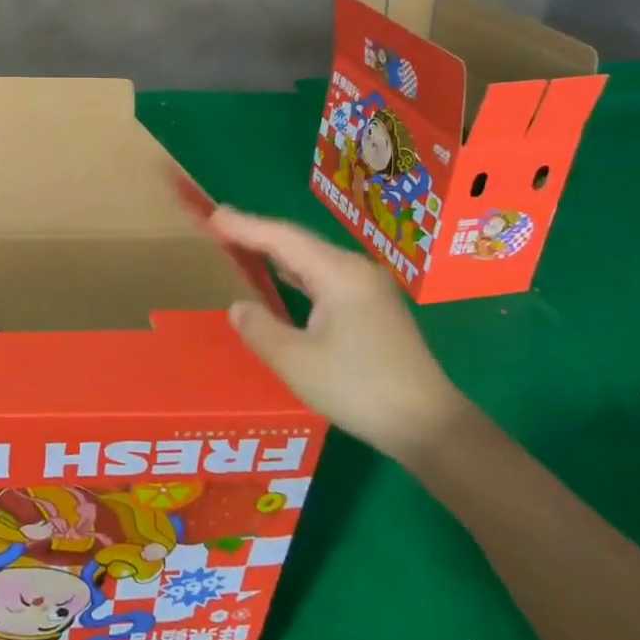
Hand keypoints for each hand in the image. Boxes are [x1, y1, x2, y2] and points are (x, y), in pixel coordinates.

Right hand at [208, 206, 474, 463]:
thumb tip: (238, 306)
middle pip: (299, 242)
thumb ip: (260, 328)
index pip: (282, 239)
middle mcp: (355, 270)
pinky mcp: (373, 307)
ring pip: (313, 259)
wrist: (427, 424)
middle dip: (258, 233)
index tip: (212, 215)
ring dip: (276, 252)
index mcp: (338, 274)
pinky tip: (282, 277)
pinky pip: (325, 276)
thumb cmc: (358, 388)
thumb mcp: (295, 362)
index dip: (245, 226)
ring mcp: (368, 288)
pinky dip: (296, 271)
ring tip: (241, 244)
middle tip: (219, 225)